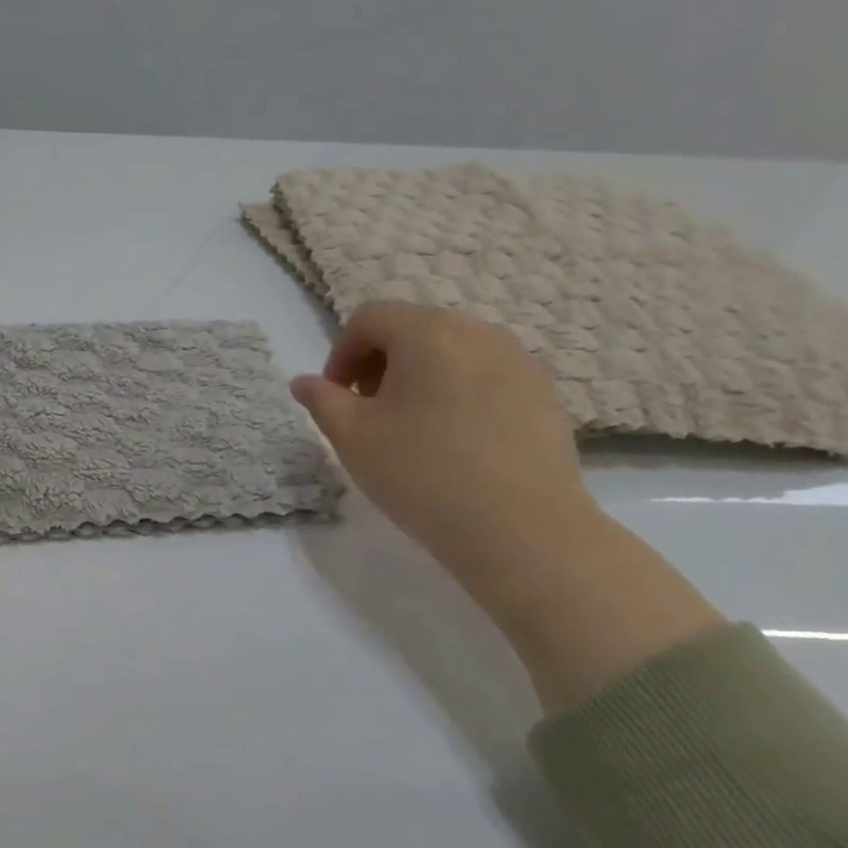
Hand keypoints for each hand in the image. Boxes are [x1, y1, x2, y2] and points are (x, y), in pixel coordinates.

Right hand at [288, 301, 592, 577]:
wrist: (521, 529)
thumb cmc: (421, 473)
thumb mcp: (352, 437)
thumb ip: (321, 400)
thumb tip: (304, 382)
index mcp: (427, 333)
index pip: (370, 318)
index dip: (341, 353)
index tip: (335, 397)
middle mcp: (478, 331)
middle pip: (412, 328)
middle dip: (378, 363)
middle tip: (367, 412)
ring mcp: (519, 360)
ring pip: (451, 351)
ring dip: (418, 377)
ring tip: (409, 428)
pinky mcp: (543, 393)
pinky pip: (485, 376)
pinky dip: (456, 392)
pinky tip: (453, 441)